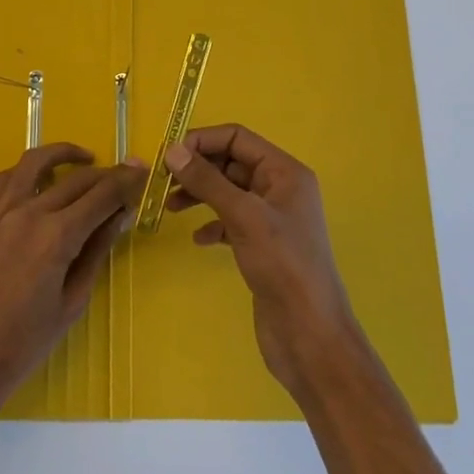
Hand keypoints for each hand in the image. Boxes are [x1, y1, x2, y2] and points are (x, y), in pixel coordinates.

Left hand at [0, 144, 143, 411]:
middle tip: (124, 176)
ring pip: (35, 163)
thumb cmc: (24, 343)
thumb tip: (119, 216)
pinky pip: (5, 179)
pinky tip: (40, 179)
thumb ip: (96, 252)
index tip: (142, 175)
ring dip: (64, 154)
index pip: (102, 195)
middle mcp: (28, 213)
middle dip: (106, 174)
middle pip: (76, 178)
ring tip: (84, 160)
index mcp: (56, 237)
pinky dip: (28, 171)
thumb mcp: (72, 302)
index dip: (126, 182)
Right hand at [164, 125, 361, 401]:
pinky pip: (231, 222)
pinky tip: (198, 239)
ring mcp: (272, 219)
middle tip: (163, 181)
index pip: (239, 138)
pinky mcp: (263, 246)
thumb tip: (174, 150)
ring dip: (200, 194)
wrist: (310, 336)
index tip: (169, 154)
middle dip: (199, 168)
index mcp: (285, 172)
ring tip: (171, 207)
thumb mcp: (243, 216)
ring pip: (229, 192)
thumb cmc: (283, 266)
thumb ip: (208, 181)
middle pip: (232, 163)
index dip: (203, 141)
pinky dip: (212, 224)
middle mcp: (281, 189)